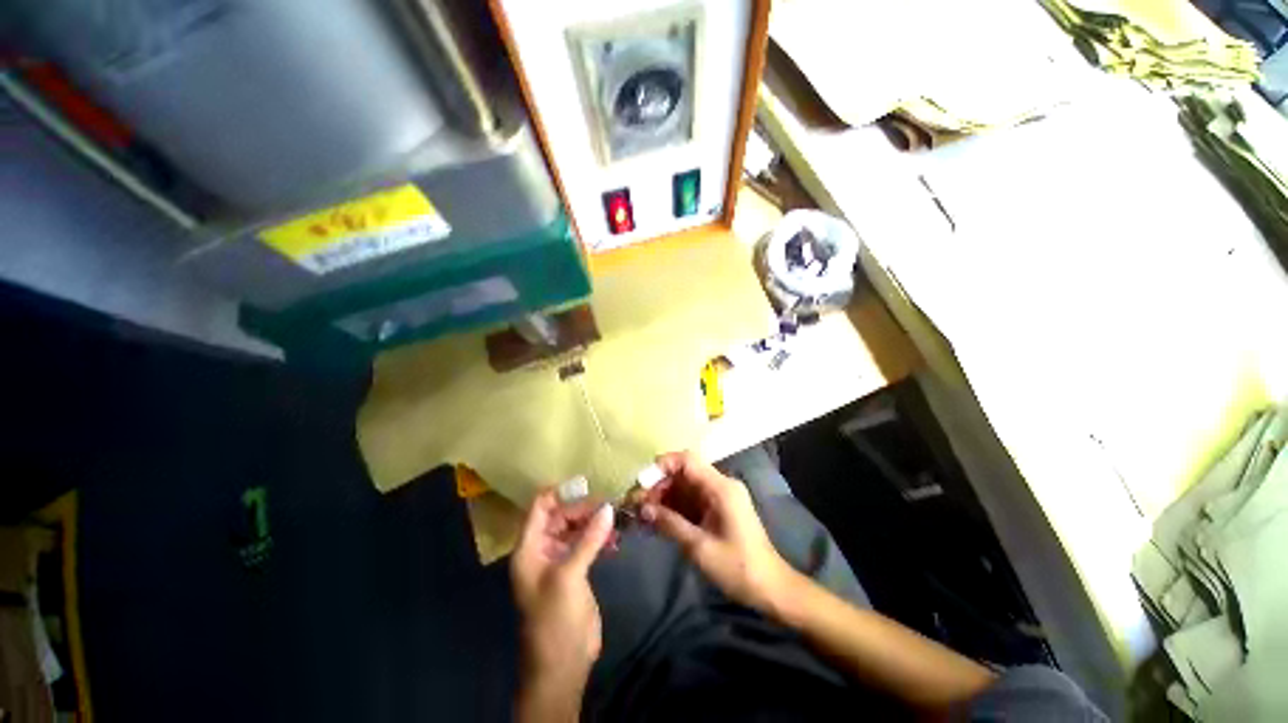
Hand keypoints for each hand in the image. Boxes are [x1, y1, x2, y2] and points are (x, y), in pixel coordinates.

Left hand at [510, 490, 614, 720]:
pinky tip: (615, 539)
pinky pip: (587, 544)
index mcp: (530, 548)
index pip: (539, 508)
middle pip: (561, 516)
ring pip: (576, 529)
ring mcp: (560, 559)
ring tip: (615, 519)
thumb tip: (608, 508)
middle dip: (583, 508)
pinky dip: (599, 538)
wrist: (563, 662)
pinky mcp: (576, 569)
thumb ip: (588, 539)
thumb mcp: (569, 575)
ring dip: (594, 523)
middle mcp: (542, 549)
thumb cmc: (555, 617)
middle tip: (608, 505)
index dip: (558, 493)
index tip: (584, 483)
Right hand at [641, 451, 795, 614]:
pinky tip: (655, 520)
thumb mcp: (700, 547)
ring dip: (663, 497)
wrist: (770, 589)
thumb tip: (642, 509)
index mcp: (721, 488)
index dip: (662, 466)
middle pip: (683, 473)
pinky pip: (690, 500)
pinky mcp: (716, 510)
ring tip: (641, 514)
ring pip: (684, 487)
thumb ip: (670, 523)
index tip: (642, 483)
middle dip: (659, 485)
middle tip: (636, 504)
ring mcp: (718, 497)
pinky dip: (673, 508)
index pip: (687, 460)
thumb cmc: (738, 568)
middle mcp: (719, 485)